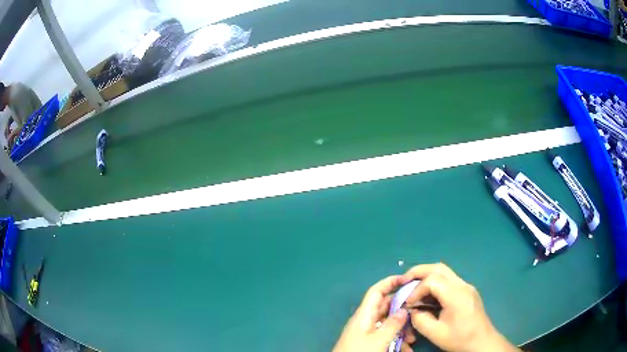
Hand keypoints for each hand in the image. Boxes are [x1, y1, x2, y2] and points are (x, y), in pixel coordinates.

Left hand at [333, 275, 416, 351]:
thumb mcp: (378, 340)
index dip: (390, 282)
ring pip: (388, 324)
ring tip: (412, 340)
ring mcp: (367, 333)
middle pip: (386, 308)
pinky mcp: (369, 343)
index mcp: (364, 315)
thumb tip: (404, 309)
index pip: (376, 291)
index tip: (408, 279)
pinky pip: (386, 336)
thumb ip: (393, 324)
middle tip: (418, 315)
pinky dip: (396, 340)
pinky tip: (406, 349)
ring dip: (402, 330)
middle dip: (403, 311)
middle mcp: (366, 321)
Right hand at [403, 263, 518, 351]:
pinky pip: (449, 280)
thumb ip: (420, 320)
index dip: (416, 290)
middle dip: (419, 272)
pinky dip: (435, 283)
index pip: (432, 281)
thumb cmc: (460, 339)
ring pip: (444, 271)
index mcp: (456, 295)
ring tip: (412, 287)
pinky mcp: (467, 291)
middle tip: (403, 280)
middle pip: (439, 268)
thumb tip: (411, 310)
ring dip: (427, 276)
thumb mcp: (435, 333)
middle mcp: (462, 285)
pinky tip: (427, 296)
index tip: (408, 304)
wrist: (482, 341)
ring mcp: (466, 286)